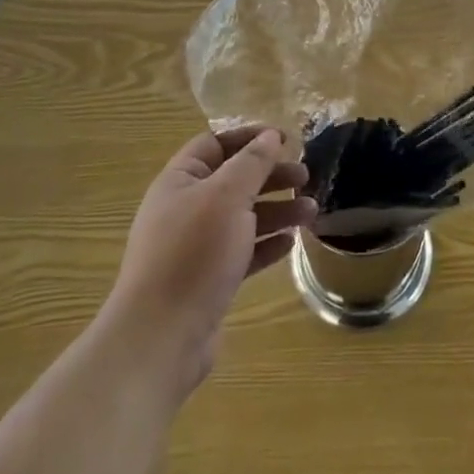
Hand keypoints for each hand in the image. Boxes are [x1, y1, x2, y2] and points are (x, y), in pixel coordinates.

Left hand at [108, 125, 314, 397]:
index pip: (214, 144)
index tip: (286, 139)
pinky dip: (266, 244)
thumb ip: (252, 163)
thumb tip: (270, 136)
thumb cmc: (193, 253)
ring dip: (277, 210)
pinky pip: (242, 252)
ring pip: (242, 217)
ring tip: (311, 212)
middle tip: (306, 176)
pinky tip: (291, 243)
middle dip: (270, 176)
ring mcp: (195, 247)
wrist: (161, 337)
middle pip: (233, 180)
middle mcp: (184, 209)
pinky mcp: (207, 280)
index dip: (249, 137)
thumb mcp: (226, 197)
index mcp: (179, 181)